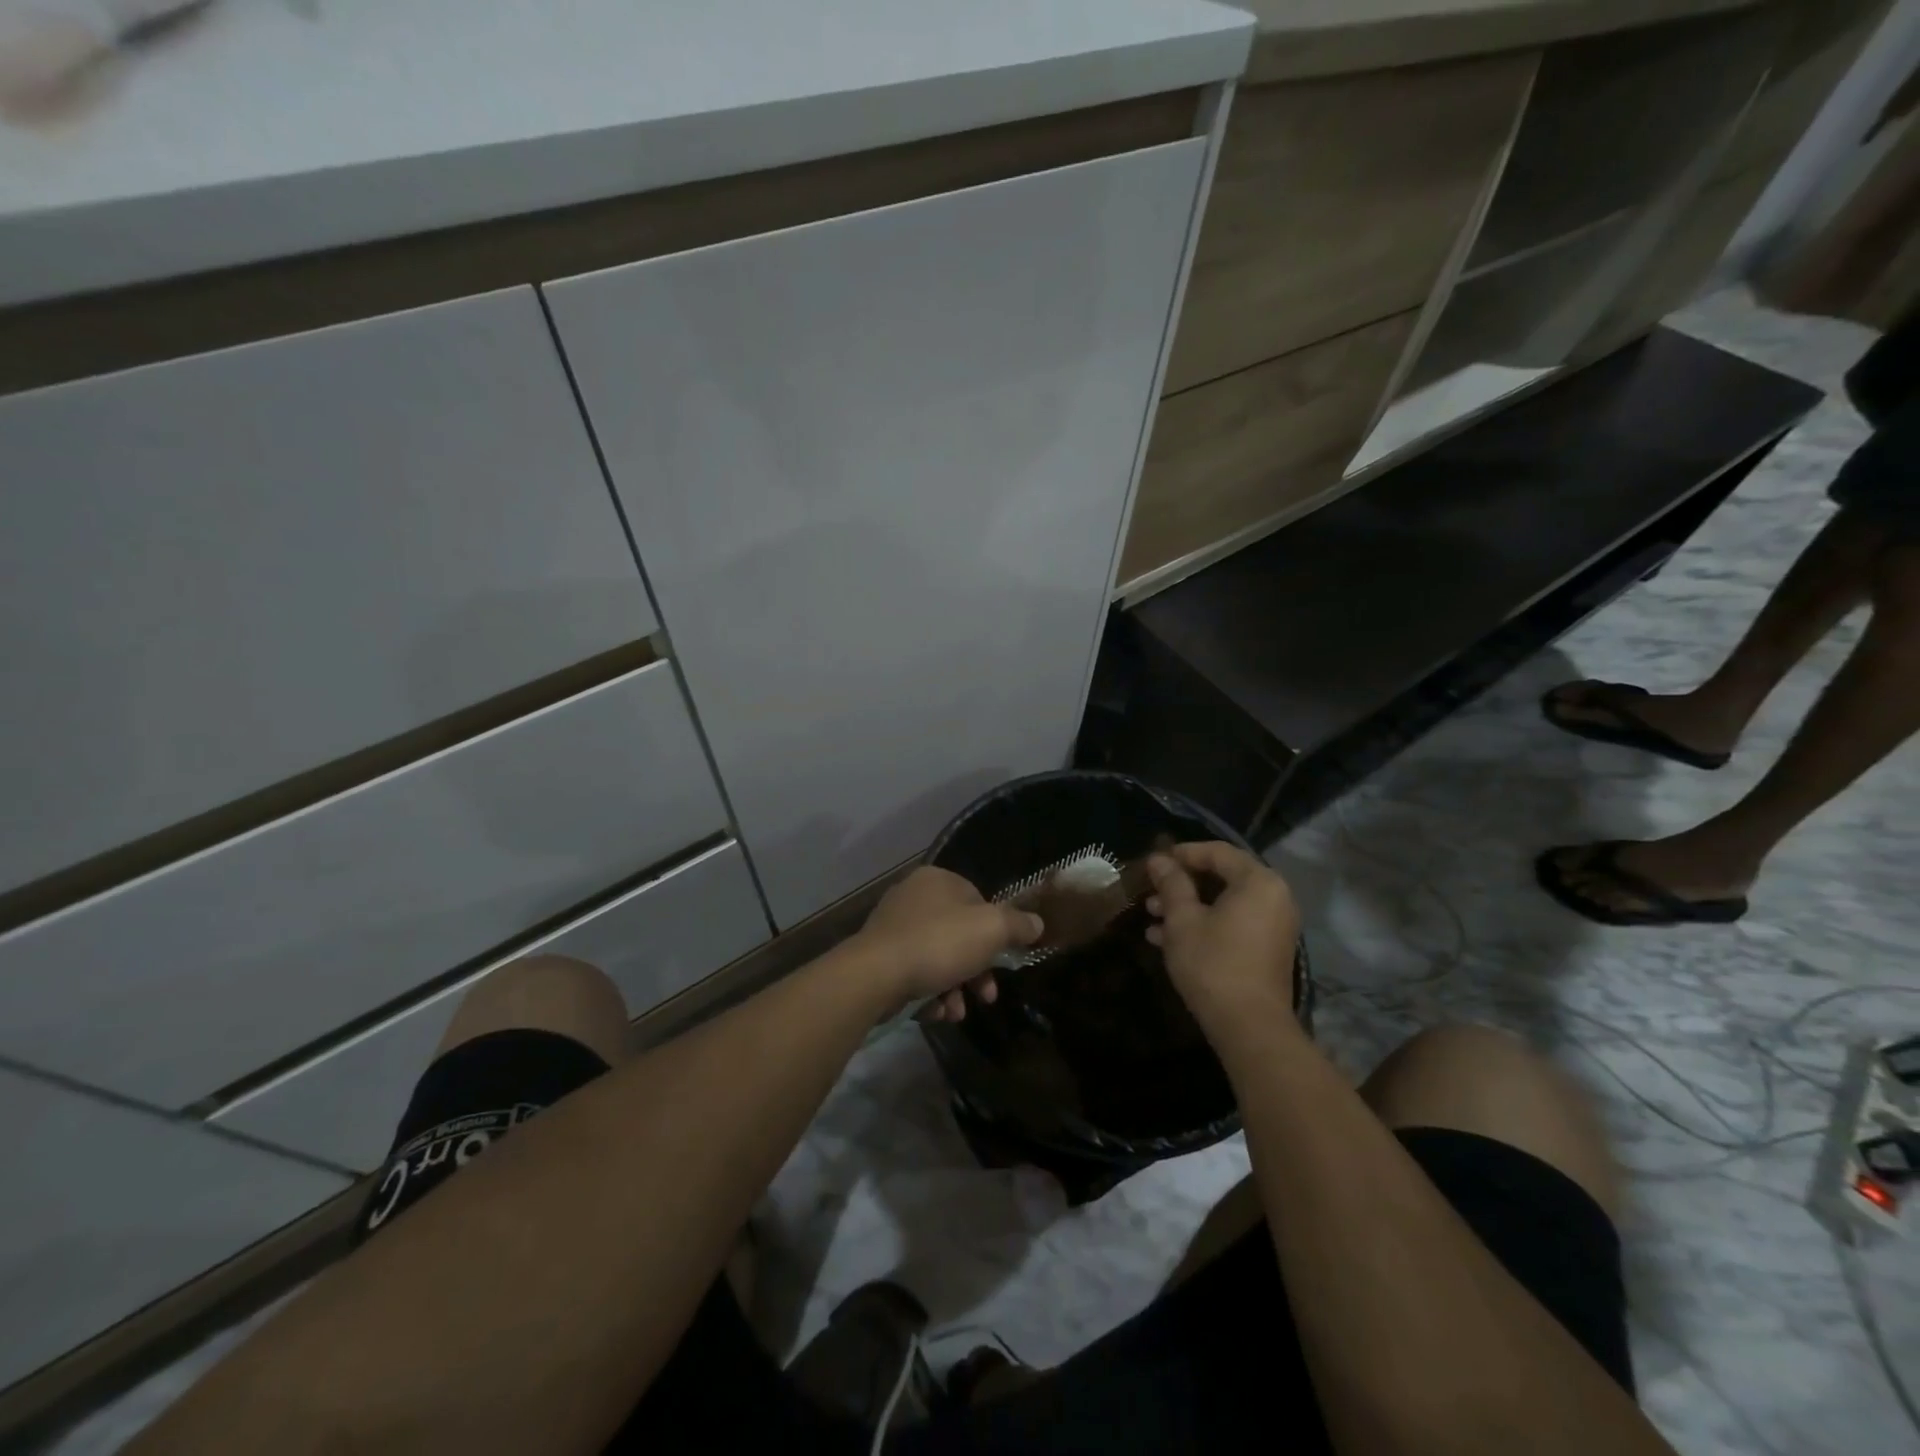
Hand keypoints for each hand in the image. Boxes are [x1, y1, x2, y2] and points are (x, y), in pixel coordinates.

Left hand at [858, 866, 1042, 1020]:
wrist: (876, 975)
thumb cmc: (939, 943)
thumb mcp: (991, 929)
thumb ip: (1018, 924)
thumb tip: (1037, 924)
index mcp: (938, 880)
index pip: (978, 900)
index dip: (995, 932)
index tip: (1003, 960)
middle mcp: (913, 896)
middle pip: (959, 934)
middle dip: (977, 970)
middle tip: (987, 995)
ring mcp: (893, 927)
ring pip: (938, 958)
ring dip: (955, 988)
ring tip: (957, 1012)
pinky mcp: (879, 957)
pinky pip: (915, 973)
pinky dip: (930, 993)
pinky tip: (935, 1012)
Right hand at [1145, 842, 1301, 1034]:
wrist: (1249, 1027)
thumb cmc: (1213, 963)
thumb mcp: (1182, 919)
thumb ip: (1171, 884)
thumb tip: (1158, 859)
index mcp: (1258, 882)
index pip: (1217, 852)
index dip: (1182, 853)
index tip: (1153, 863)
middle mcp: (1274, 897)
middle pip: (1222, 877)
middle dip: (1182, 884)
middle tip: (1151, 892)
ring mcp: (1273, 925)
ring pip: (1224, 903)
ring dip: (1188, 906)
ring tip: (1153, 916)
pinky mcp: (1266, 950)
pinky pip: (1233, 924)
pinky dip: (1204, 925)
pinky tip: (1166, 939)